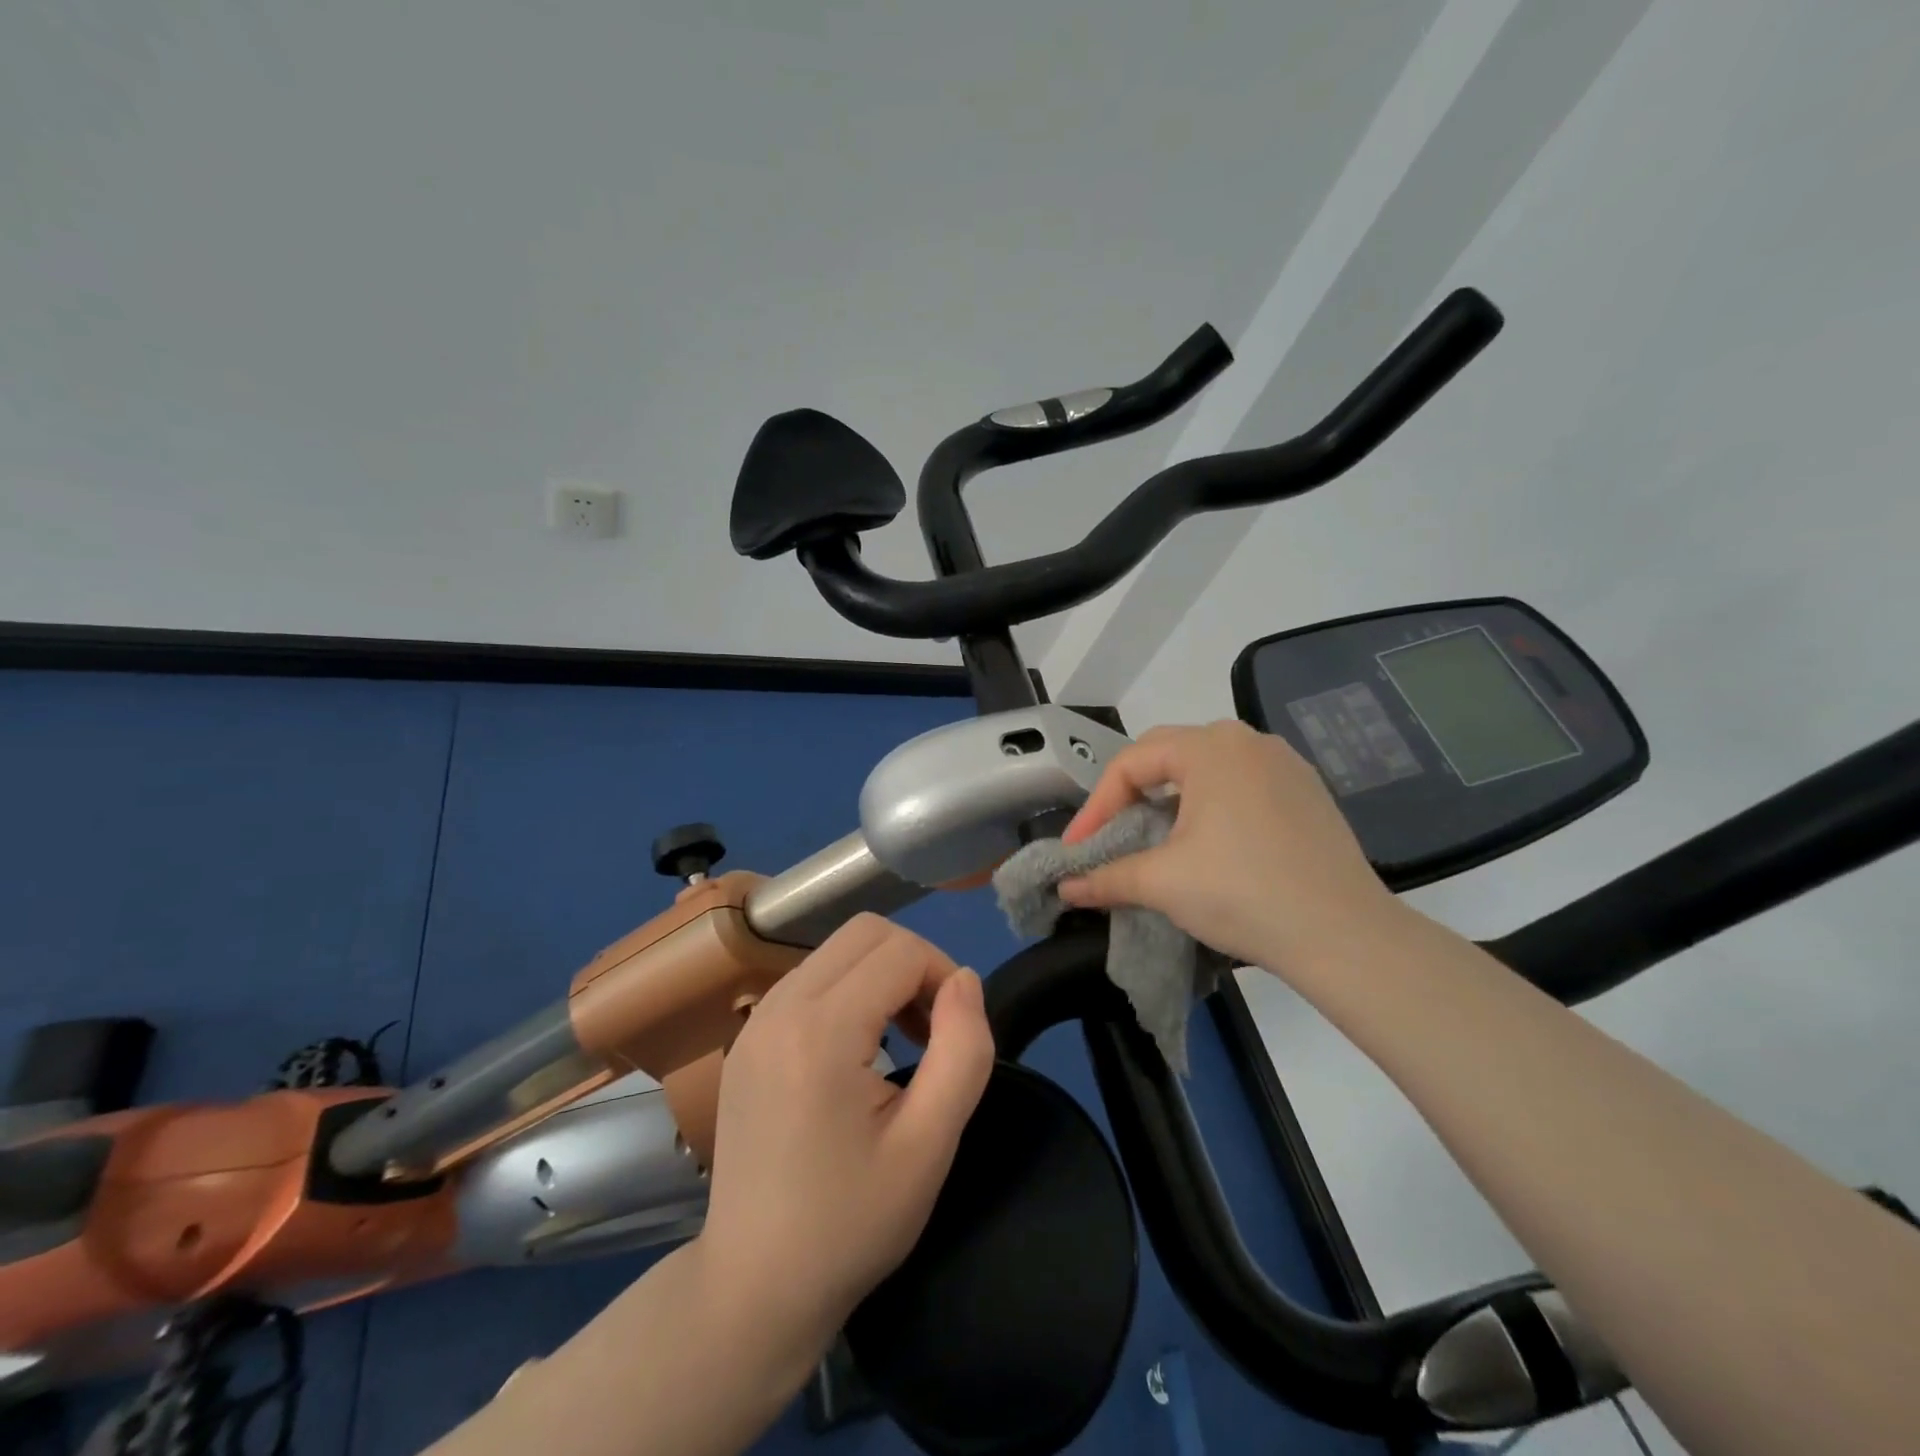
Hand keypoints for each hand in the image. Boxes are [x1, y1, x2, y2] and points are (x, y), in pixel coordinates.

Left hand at [695, 913, 995, 1348]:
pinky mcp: (748, 1037)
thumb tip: (965, 980)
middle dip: (914, 963)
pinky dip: (848, 990)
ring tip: (901, 1039)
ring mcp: (756, 1020)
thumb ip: (962, 1050)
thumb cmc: (850, 1222)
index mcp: (820, 1031)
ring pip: (836, 949)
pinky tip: (858, 1049)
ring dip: (881, 974)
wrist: (754, 1286)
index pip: (900, 950)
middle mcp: (779, 1007)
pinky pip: (810, 978)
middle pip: (864, 931)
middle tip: (932, 1028)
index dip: (943, 976)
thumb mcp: (929, 1144)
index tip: (956, 1032)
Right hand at [1057, 720, 1399, 974]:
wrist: (1344, 935)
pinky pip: (1241, 783)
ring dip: (1170, 798)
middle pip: (1167, 755)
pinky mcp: (1307, 791)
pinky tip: (1208, 842)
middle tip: (1110, 835)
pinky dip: (1210, 805)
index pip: (1131, 763)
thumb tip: (1066, 888)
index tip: (1079, 849)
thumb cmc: (1242, 894)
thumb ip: (1106, 877)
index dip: (1096, 807)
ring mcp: (1284, 764)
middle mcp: (1247, 741)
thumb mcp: (1163, 883)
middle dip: (1130, 795)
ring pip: (1206, 768)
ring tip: (1154, 837)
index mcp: (1209, 747)